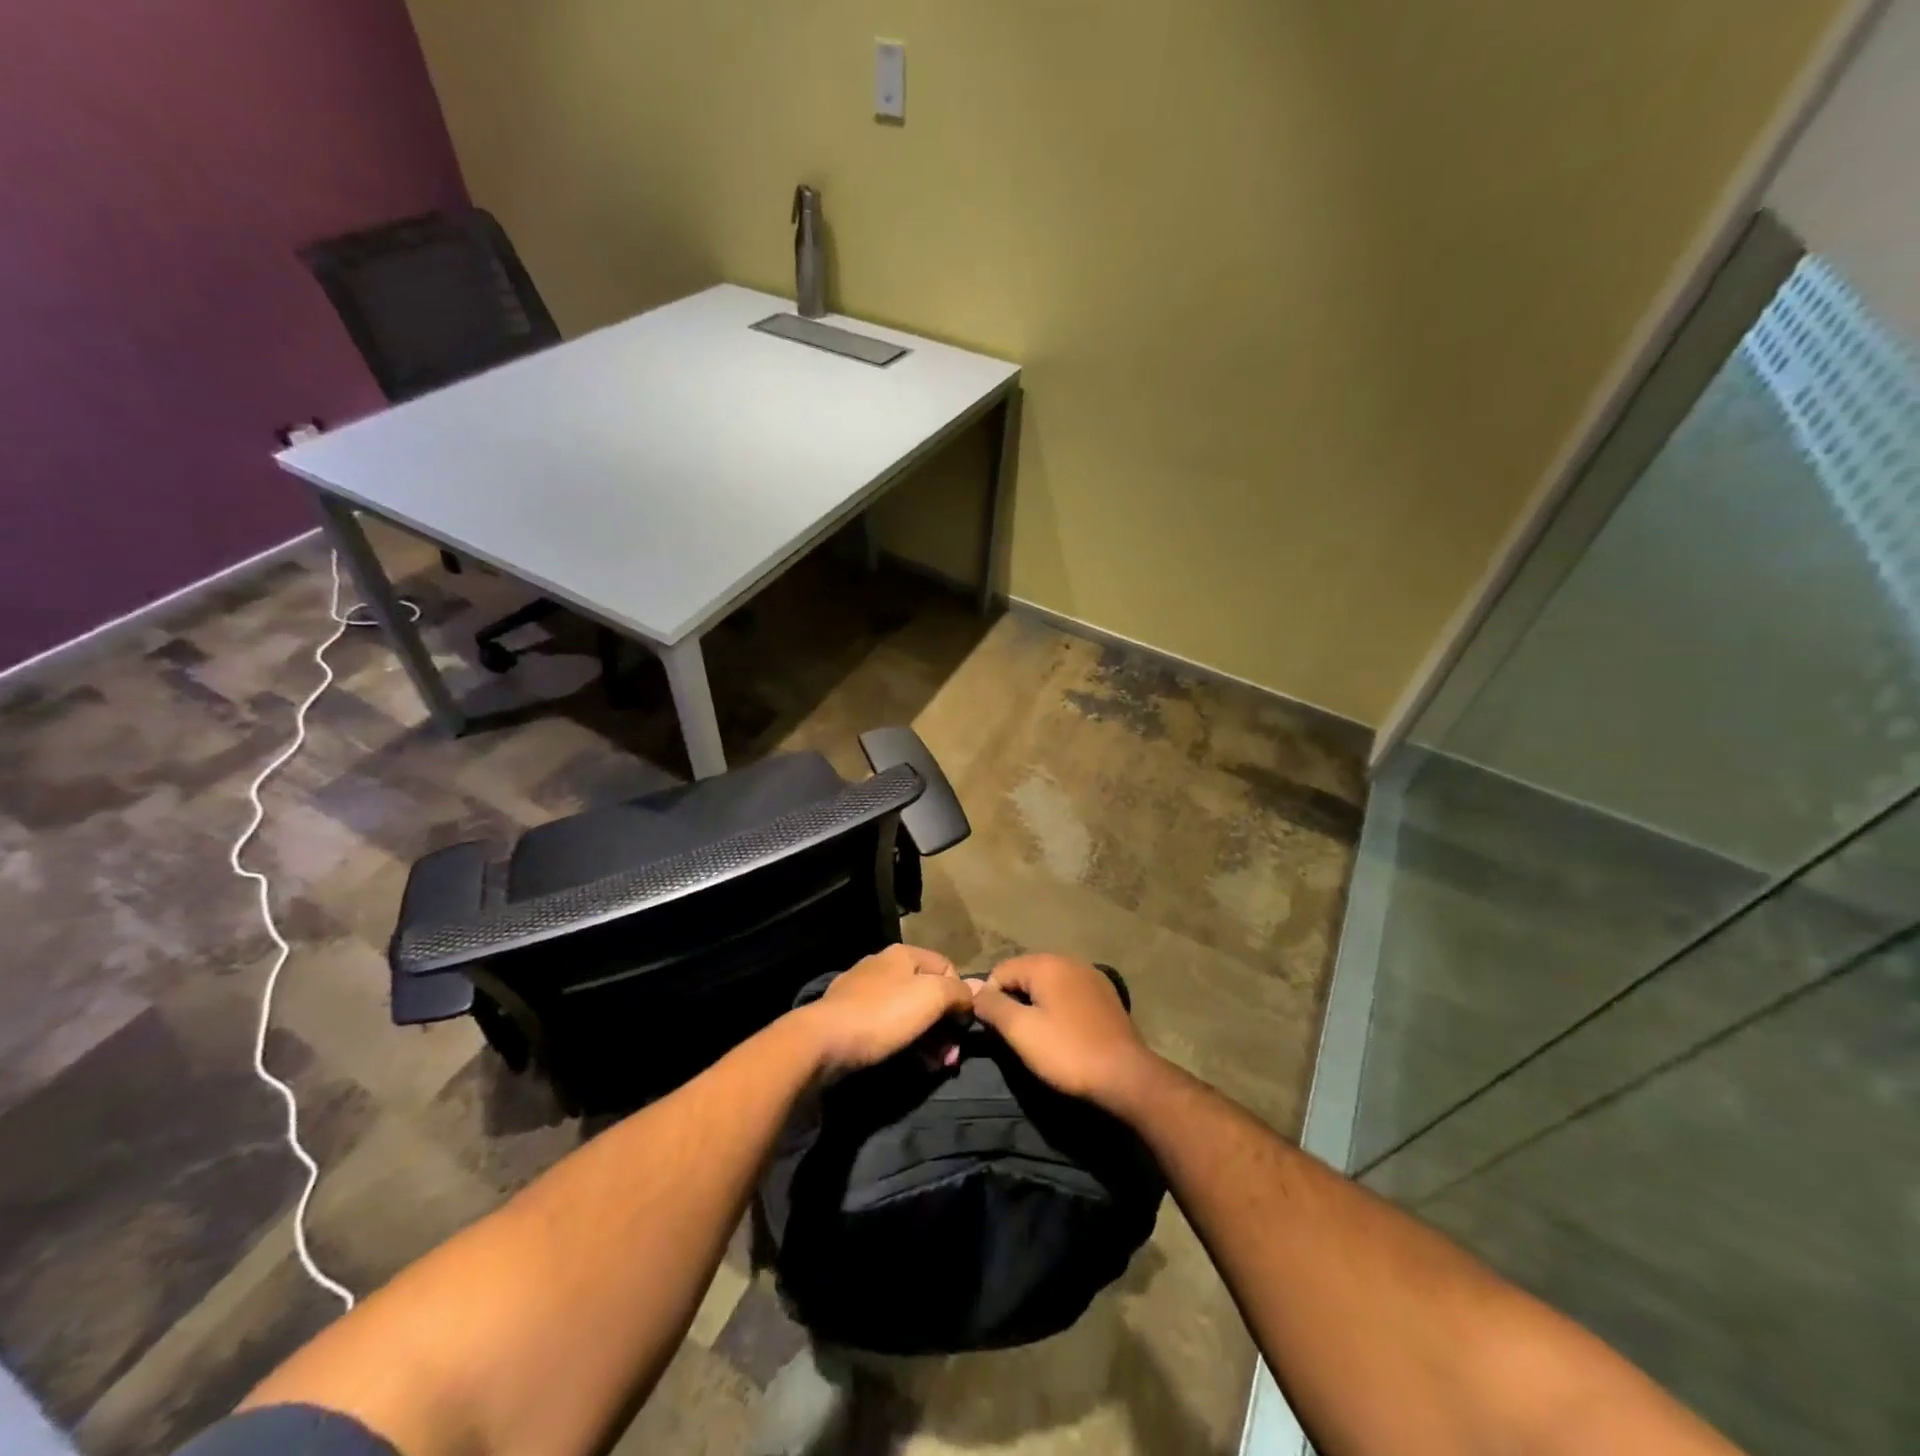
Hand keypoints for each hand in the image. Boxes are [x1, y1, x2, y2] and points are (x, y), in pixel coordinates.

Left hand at [802, 944, 975, 1079]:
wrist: (823, 1041)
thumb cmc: (883, 1014)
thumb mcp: (932, 996)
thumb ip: (958, 992)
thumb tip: (971, 995)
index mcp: (905, 954)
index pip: (949, 968)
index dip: (962, 998)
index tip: (963, 1030)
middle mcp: (884, 966)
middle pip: (929, 993)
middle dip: (946, 1027)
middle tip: (950, 1059)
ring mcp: (864, 991)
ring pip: (909, 1013)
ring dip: (929, 1040)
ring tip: (933, 1067)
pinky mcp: (850, 1017)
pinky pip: (888, 1027)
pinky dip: (904, 1043)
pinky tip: (909, 1063)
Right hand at [970, 954, 1159, 1111]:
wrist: (1127, 1076)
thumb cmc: (1068, 1052)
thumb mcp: (1021, 1031)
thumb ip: (992, 1006)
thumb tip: (971, 989)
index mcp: (1046, 963)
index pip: (1000, 971)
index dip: (990, 998)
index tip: (992, 1030)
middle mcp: (1068, 960)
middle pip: (1025, 974)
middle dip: (1013, 1000)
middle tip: (1013, 1036)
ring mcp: (1090, 975)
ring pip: (1048, 984)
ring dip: (1036, 1005)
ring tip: (1037, 1037)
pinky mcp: (1105, 994)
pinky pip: (1068, 993)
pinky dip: (1058, 1008)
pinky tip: (1063, 1033)